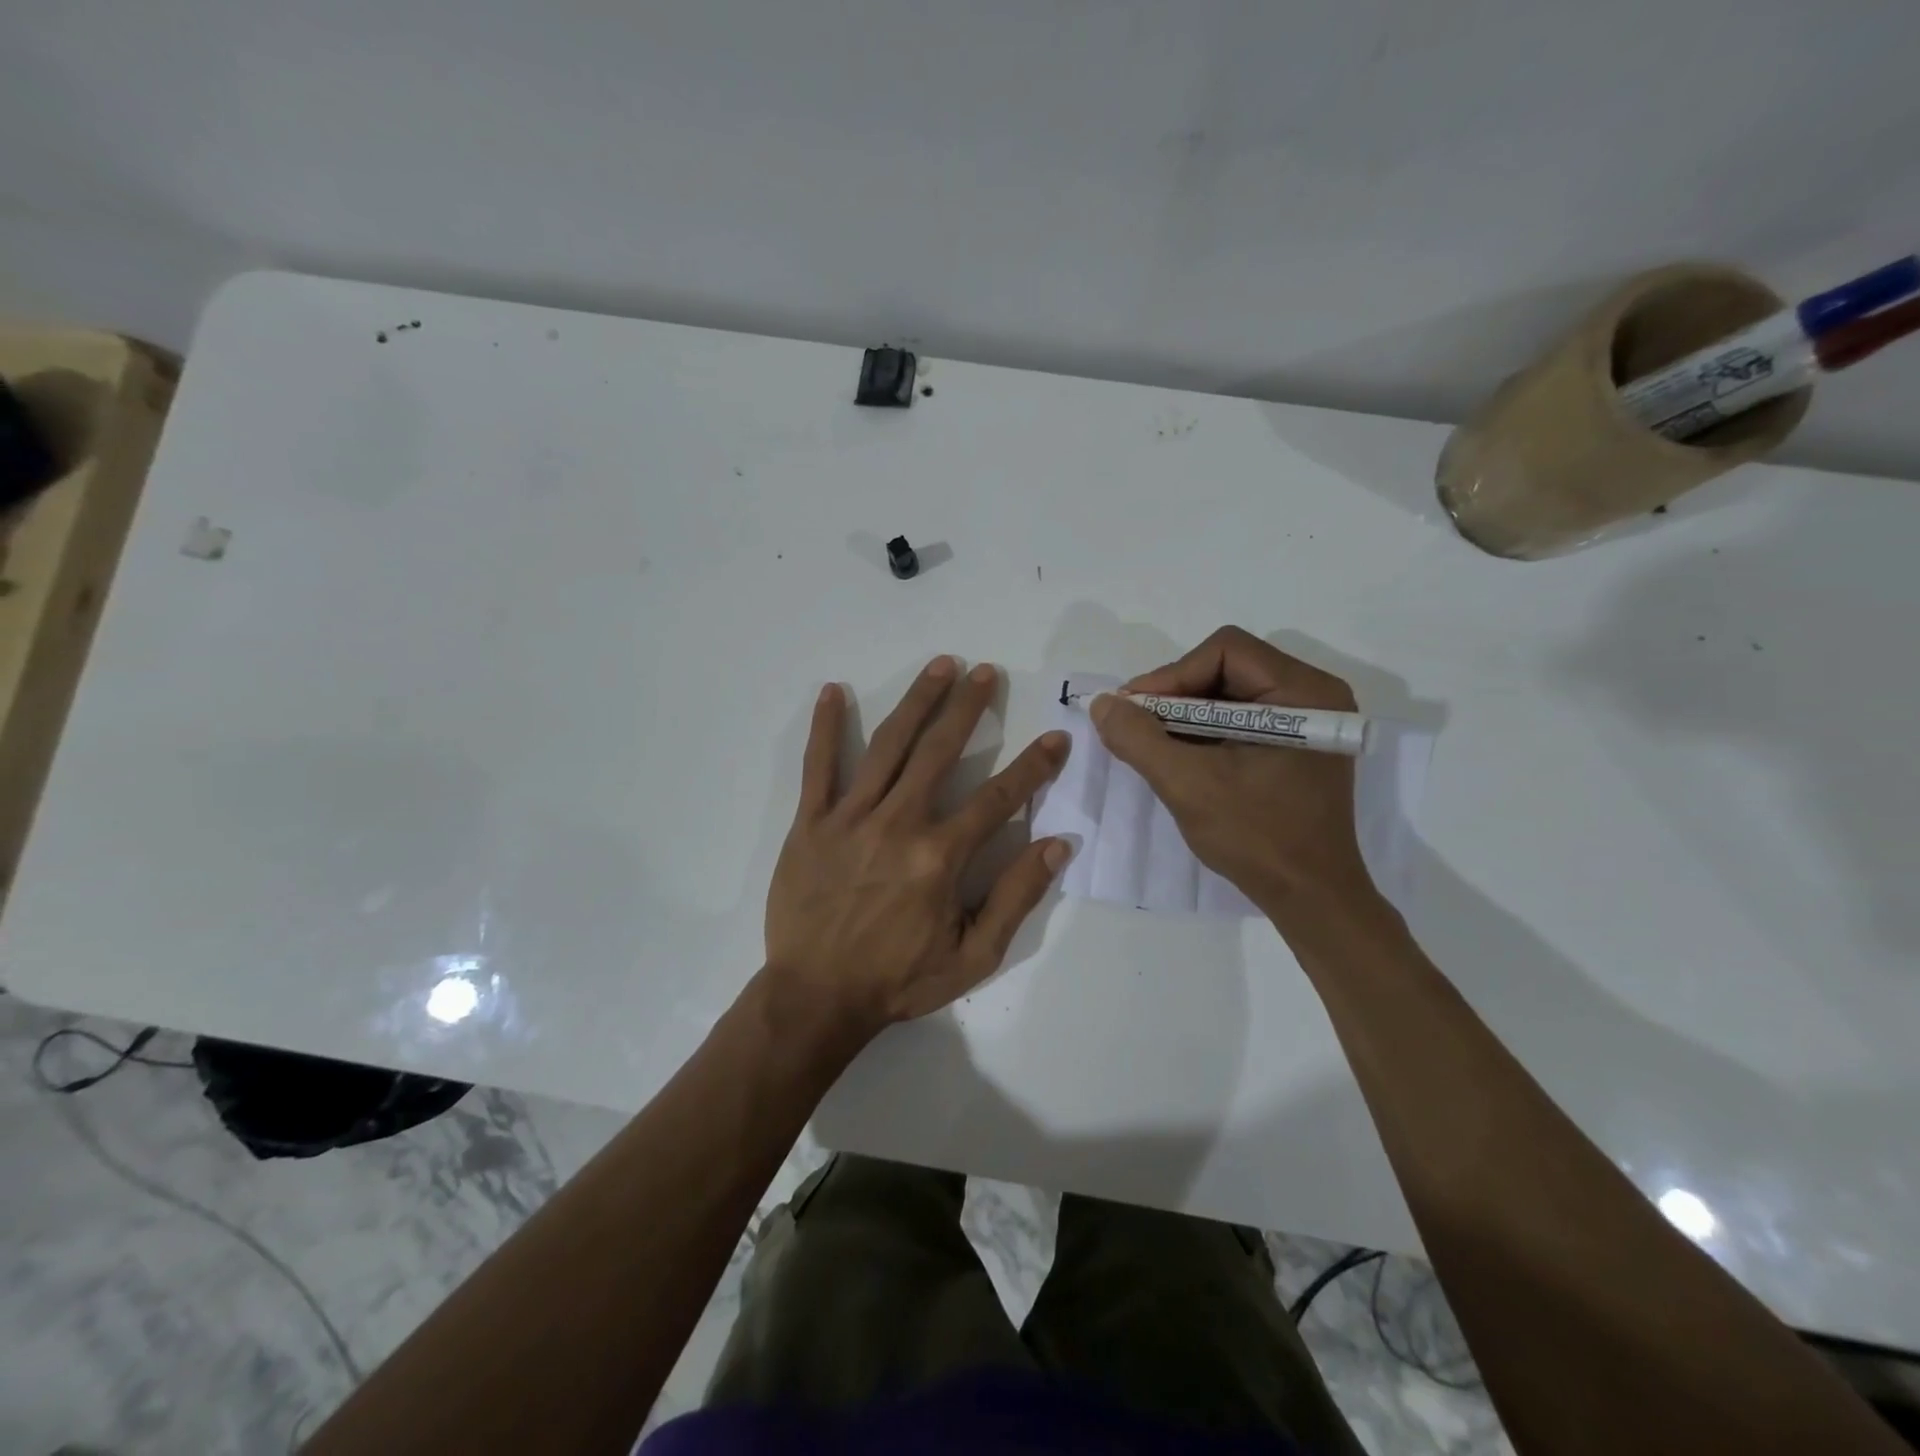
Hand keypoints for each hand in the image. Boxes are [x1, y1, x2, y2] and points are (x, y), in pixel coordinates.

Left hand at [764, 656, 1071, 1039]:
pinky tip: (834, 691)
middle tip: (985, 671)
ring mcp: (851, 818)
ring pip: (889, 746)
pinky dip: (827, 727)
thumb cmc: (898, 979)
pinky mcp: (811, 822)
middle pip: (940, 752)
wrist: (816, 997)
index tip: (1056, 738)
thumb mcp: (973, 955)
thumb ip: (1016, 896)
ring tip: (939, 666)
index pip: (998, 798)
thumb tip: (1058, 844)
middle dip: (968, 707)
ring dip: (917, 702)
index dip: (1033, 766)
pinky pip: (818, 766)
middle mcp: (899, 824)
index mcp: (940, 856)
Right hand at [1091, 626, 1373, 916]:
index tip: (1134, 711)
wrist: (1311, 898)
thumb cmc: (1257, 838)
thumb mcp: (1188, 785)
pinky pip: (1240, 718)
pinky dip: (1204, 730)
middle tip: (1137, 725)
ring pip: (1229, 692)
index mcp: (1303, 693)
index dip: (1171, 675)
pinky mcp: (1297, 744)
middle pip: (1227, 667)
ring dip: (1185, 714)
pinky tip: (1179, 755)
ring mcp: (1308, 720)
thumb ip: (1139, 739)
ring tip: (1152, 742)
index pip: (1225, 651)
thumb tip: (1102, 704)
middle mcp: (1313, 694)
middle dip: (1175, 695)